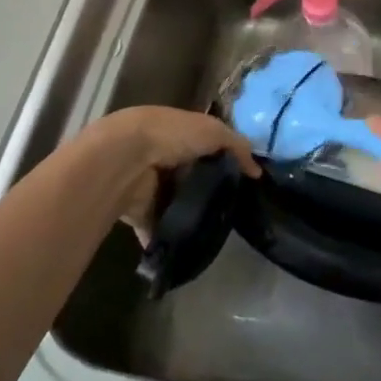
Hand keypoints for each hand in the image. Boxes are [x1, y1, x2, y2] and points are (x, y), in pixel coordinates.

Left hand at [82, 106, 258, 237]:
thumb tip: (256, 171)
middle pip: (191, 177)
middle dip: (208, 191)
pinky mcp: (138, 210)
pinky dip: (168, 238)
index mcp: (178, 132)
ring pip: (176, 203)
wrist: (124, 159)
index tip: (243, 181)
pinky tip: (189, 248)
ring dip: (190, 216)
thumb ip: (237, 147)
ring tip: (216, 231)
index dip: (223, 160)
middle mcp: (163, 157)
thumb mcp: (213, 132)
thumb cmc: (171, 136)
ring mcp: (149, 185)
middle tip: (233, 210)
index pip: (205, 146)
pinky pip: (157, 228)